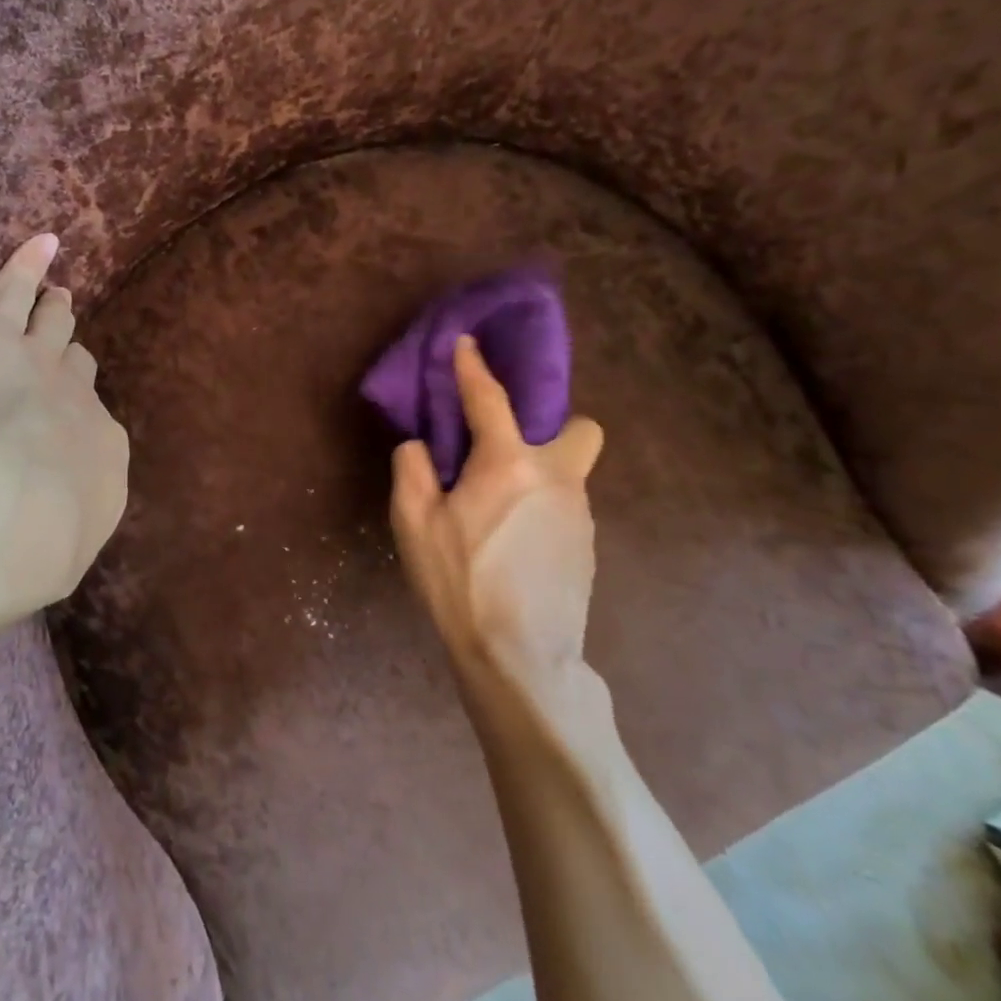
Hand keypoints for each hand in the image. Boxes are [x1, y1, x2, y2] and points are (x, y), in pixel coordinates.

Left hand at [0, 234, 128, 608]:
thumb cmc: (30, 549)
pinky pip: (15, 289)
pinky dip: (28, 264)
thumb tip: (47, 550)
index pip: (94, 433)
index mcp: (99, 458)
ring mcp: (41, 363)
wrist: (1, 505)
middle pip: (80, 373)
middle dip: (73, 364)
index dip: (77, 426)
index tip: (62, 433)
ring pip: (54, 327)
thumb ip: (56, 543)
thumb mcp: (55, 561)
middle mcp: (79, 404)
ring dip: (56, 312)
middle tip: (67, 354)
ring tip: (58, 297)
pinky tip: (41, 243)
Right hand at [390, 335, 604, 694]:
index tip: (467, 343)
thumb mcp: (413, 523)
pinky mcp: (588, 549)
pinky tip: (514, 546)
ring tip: (497, 514)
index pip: (490, 399)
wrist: (519, 657)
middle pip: (580, 429)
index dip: (474, 367)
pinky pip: (565, 509)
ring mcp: (580, 515)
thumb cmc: (459, 581)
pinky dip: (541, 510)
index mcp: (509, 464)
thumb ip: (412, 469)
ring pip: (568, 474)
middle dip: (553, 427)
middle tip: (509, 453)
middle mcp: (557, 478)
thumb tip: (421, 445)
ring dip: (537, 476)